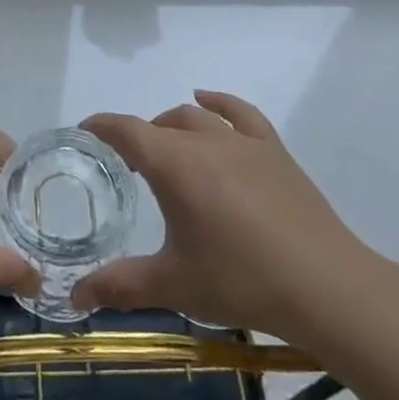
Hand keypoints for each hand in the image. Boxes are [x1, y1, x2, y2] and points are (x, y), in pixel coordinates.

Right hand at [74, 91, 394, 358]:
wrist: (325, 286)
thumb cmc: (241, 281)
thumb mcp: (174, 285)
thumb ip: (120, 286)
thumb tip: (73, 298)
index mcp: (174, 166)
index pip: (126, 131)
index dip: (101, 127)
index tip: (84, 132)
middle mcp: (204, 141)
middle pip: (160, 125)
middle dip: (138, 138)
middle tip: (128, 168)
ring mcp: (243, 142)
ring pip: (196, 116)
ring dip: (172, 125)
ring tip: (165, 147)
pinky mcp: (273, 150)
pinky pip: (241, 112)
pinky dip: (219, 102)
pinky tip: (208, 101)